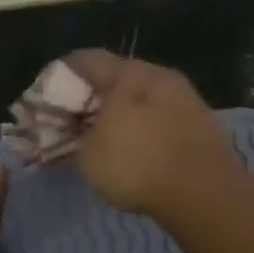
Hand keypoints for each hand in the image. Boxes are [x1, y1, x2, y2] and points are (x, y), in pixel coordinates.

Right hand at [63, 51, 242, 219]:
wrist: (204, 192)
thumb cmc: (136, 165)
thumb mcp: (87, 154)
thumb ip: (73, 134)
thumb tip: (72, 127)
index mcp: (127, 73)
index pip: (84, 60)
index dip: (61, 76)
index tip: (49, 98)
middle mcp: (158, 74)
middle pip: (117, 77)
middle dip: (94, 97)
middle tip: (77, 121)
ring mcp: (186, 96)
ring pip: (143, 97)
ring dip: (123, 112)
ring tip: (107, 139)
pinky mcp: (203, 122)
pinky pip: (163, 116)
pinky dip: (145, 127)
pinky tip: (138, 150)